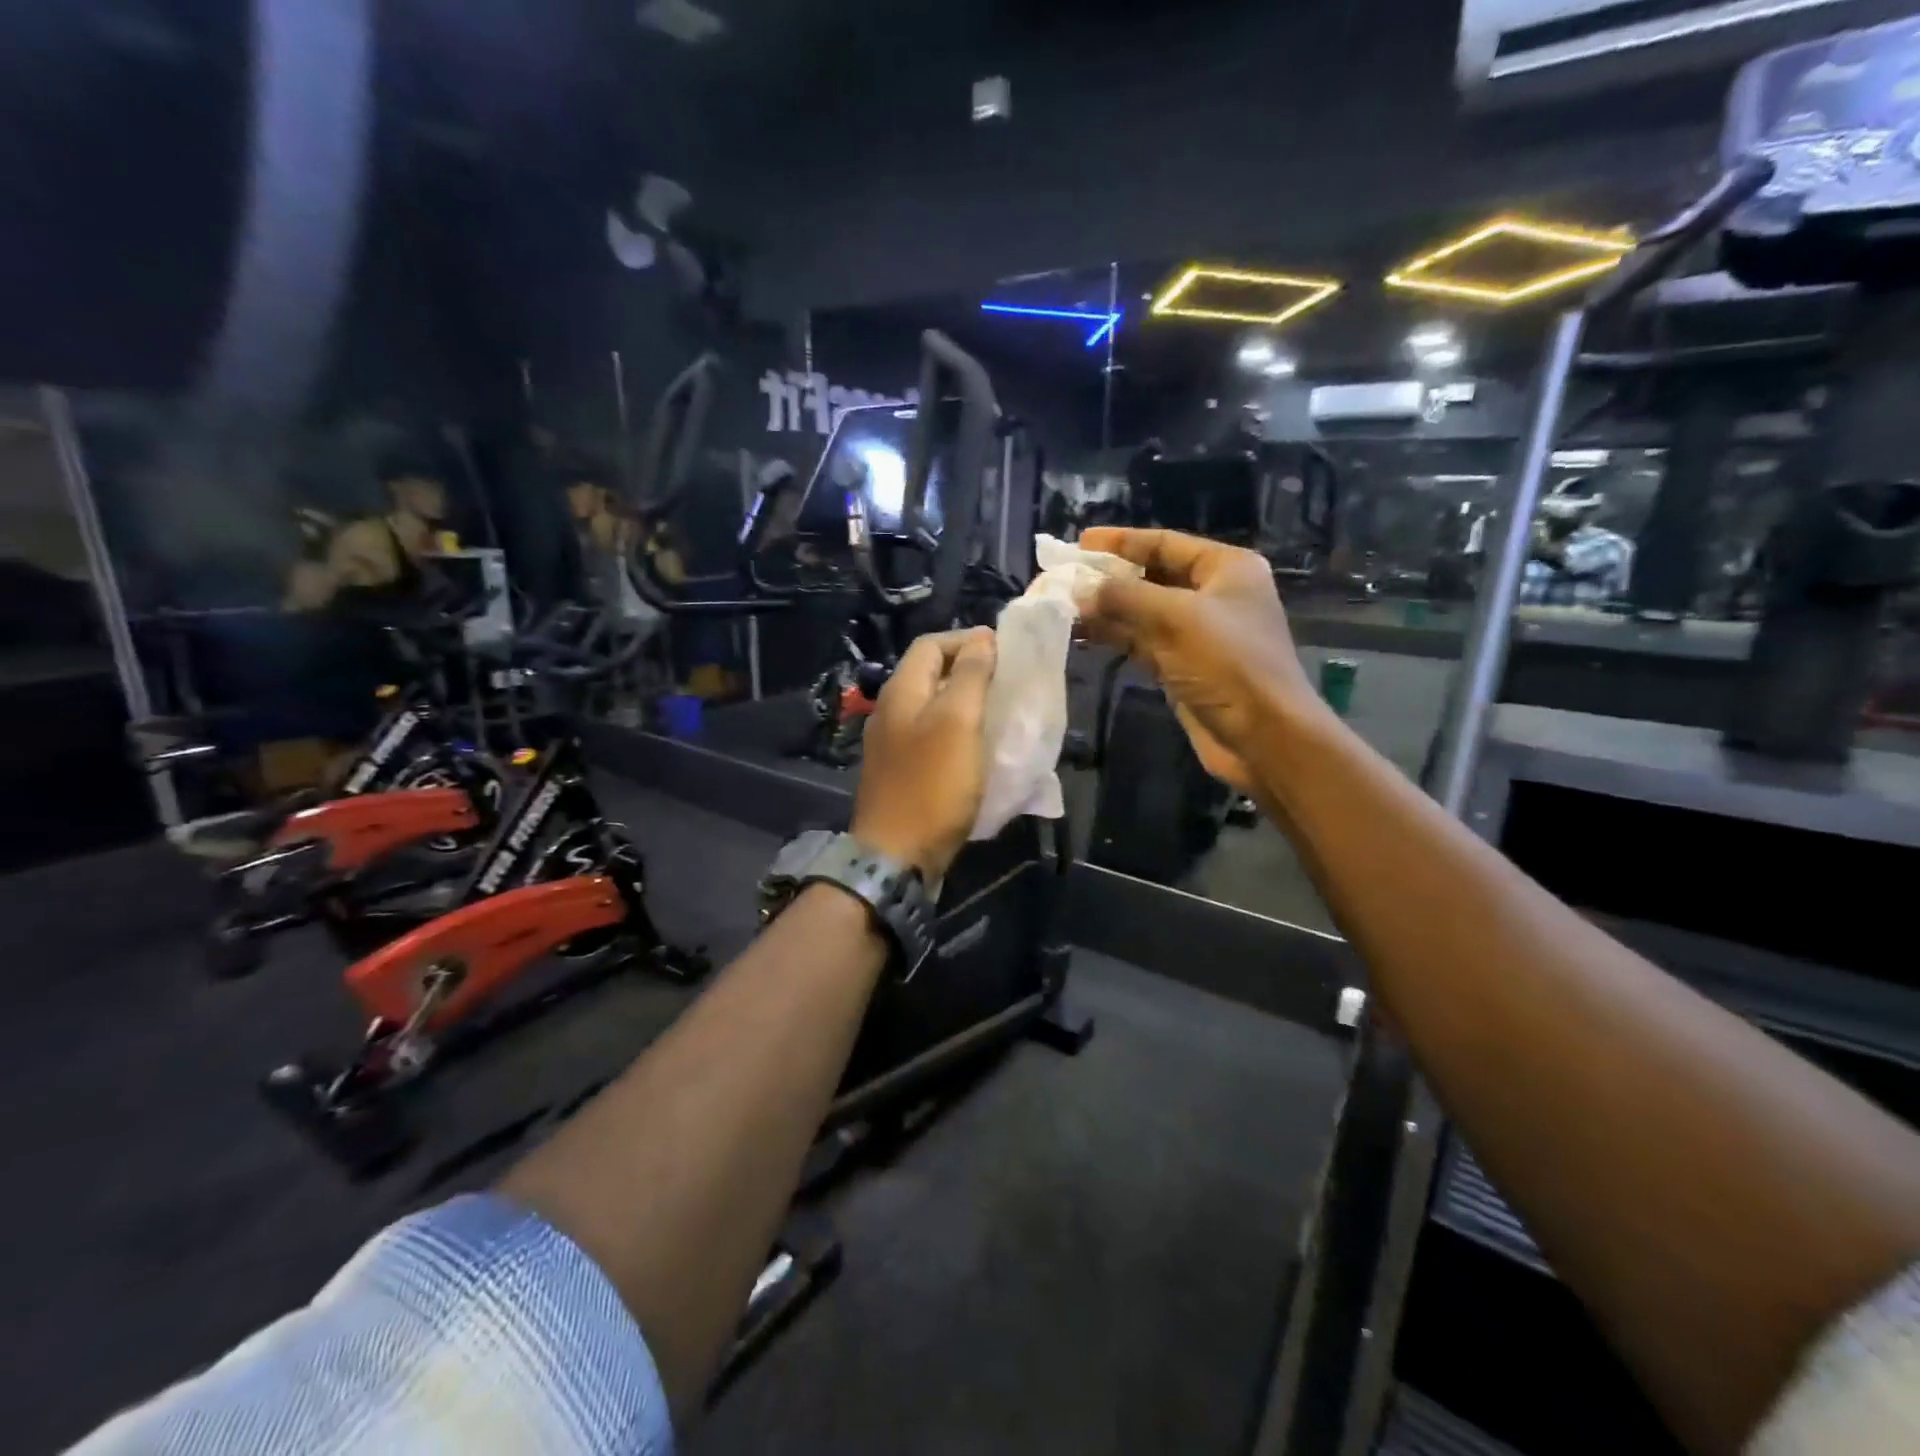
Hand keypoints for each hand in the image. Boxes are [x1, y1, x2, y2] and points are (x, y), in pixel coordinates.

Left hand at [851, 627, 996, 879]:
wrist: (896, 857)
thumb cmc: (932, 785)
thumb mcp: (957, 722)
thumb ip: (969, 675)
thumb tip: (981, 639)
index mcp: (901, 692)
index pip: (931, 644)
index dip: (967, 641)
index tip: (1005, 654)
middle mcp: (891, 711)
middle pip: (930, 674)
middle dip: (969, 671)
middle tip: (1007, 683)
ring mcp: (892, 744)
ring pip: (933, 707)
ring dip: (966, 704)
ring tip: (1000, 713)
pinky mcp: (901, 772)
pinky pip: (932, 738)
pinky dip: (957, 733)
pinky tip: (979, 749)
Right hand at [1078, 527, 1320, 793]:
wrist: (1263, 737)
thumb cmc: (1229, 664)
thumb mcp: (1177, 619)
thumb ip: (1125, 598)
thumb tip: (1079, 591)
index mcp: (1226, 568)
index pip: (1165, 543)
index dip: (1121, 541)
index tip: (1079, 544)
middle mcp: (1213, 595)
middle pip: (1152, 577)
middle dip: (1109, 579)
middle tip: (1064, 578)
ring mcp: (1198, 634)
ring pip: (1143, 613)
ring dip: (1106, 610)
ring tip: (1063, 607)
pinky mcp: (1183, 667)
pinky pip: (1142, 643)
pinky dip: (1115, 637)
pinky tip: (1082, 635)